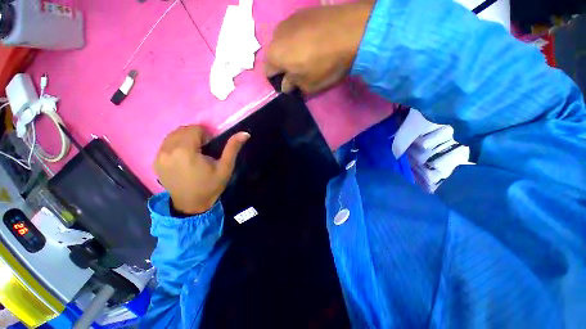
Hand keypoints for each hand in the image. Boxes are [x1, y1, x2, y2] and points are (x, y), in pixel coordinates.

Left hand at [154, 125, 249, 214]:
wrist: (191, 205)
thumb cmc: (210, 186)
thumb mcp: (225, 167)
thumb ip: (233, 148)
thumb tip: (245, 133)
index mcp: (185, 151)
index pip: (194, 129)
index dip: (205, 135)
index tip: (210, 147)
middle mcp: (168, 150)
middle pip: (182, 130)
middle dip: (195, 135)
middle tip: (204, 150)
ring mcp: (159, 156)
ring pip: (173, 135)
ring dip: (185, 139)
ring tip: (194, 153)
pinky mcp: (155, 162)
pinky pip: (165, 144)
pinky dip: (176, 145)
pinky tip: (183, 158)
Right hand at [265, 1, 373, 93]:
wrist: (350, 32)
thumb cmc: (324, 65)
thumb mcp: (307, 85)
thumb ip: (292, 85)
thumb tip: (286, 84)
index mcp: (274, 55)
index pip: (268, 72)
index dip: (277, 80)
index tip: (289, 83)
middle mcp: (276, 35)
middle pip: (275, 55)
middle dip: (284, 65)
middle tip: (299, 70)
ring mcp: (289, 20)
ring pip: (285, 41)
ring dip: (291, 50)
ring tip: (308, 54)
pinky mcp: (303, 12)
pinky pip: (296, 30)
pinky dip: (300, 38)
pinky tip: (314, 41)